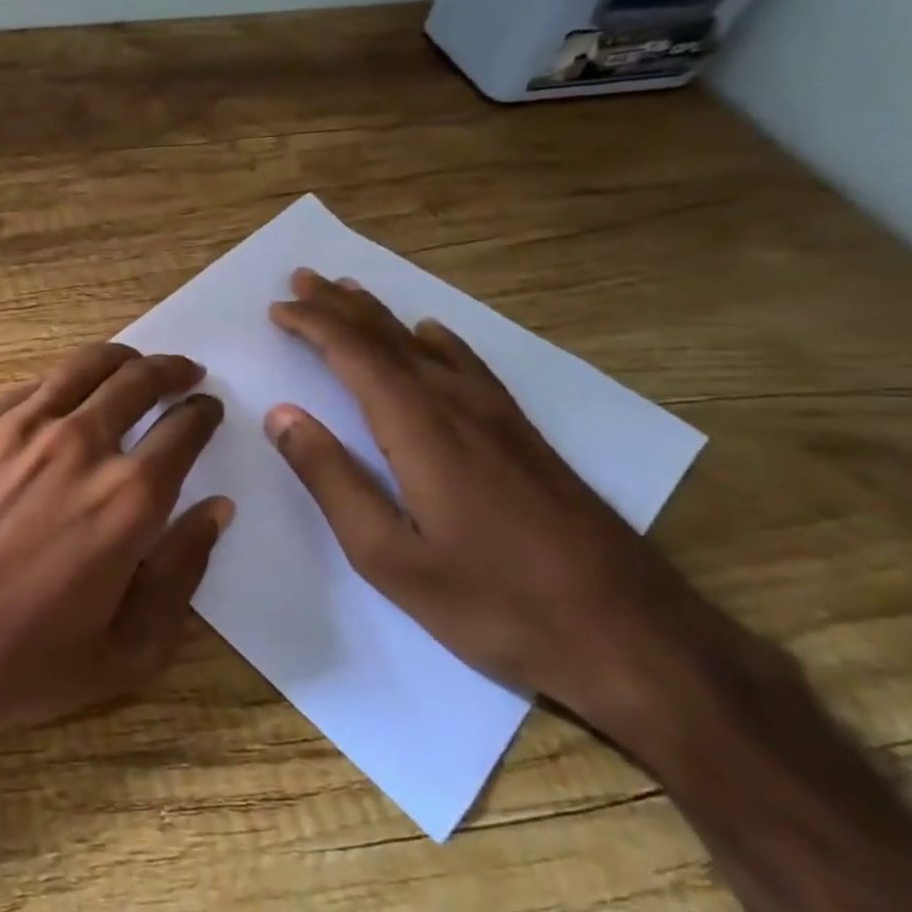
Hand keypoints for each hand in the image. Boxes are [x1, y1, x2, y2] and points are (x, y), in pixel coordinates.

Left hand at [0, 343, 231, 774]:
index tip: (208, 409)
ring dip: (120, 360)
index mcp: (127, 498)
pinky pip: (29, 388)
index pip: (184, 430)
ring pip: (83, 368)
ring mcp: (18, 429)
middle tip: (183, 372)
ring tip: (132, 364)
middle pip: (138, 381)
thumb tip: (215, 509)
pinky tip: (62, 395)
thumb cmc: (21, 661)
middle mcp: (78, 445)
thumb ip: (182, 572)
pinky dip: (60, 382)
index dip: (203, 414)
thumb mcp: (127, 650)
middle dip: (170, 370)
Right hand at [265, 269, 726, 736]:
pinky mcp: (526, 437)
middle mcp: (459, 407)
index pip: (356, 355)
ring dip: (383, 316)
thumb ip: (331, 479)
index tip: (278, 307)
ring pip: (428, 347)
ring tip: (350, 292)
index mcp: (420, 429)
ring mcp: (500, 419)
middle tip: (303, 276)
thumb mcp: (388, 555)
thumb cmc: (493, 602)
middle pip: (390, 339)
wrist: (633, 636)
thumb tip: (282, 414)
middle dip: (341, 305)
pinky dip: (442, 341)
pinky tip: (435, 334)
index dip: (314, 325)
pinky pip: (472, 366)